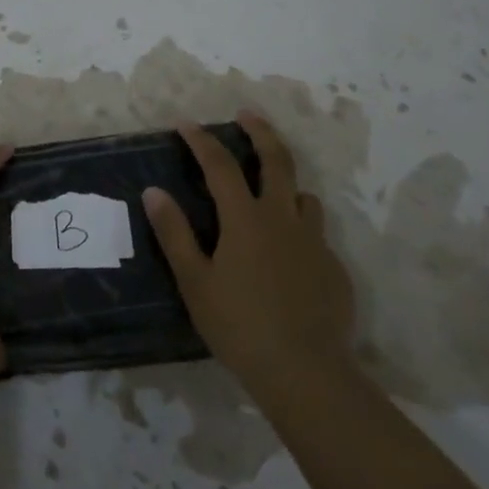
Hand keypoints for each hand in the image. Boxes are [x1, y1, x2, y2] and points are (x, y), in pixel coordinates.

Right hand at [142, 112, 354, 405]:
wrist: (305, 372)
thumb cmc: (239, 326)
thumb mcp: (195, 282)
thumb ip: (174, 233)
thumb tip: (153, 191)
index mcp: (246, 219)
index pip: (220, 165)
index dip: (202, 141)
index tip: (186, 124)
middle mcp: (283, 218)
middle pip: (277, 160)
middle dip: (261, 132)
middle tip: (248, 115)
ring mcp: (314, 242)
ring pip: (304, 196)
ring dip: (286, 185)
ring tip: (271, 193)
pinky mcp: (334, 268)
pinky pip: (316, 236)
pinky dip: (299, 231)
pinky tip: (289, 258)